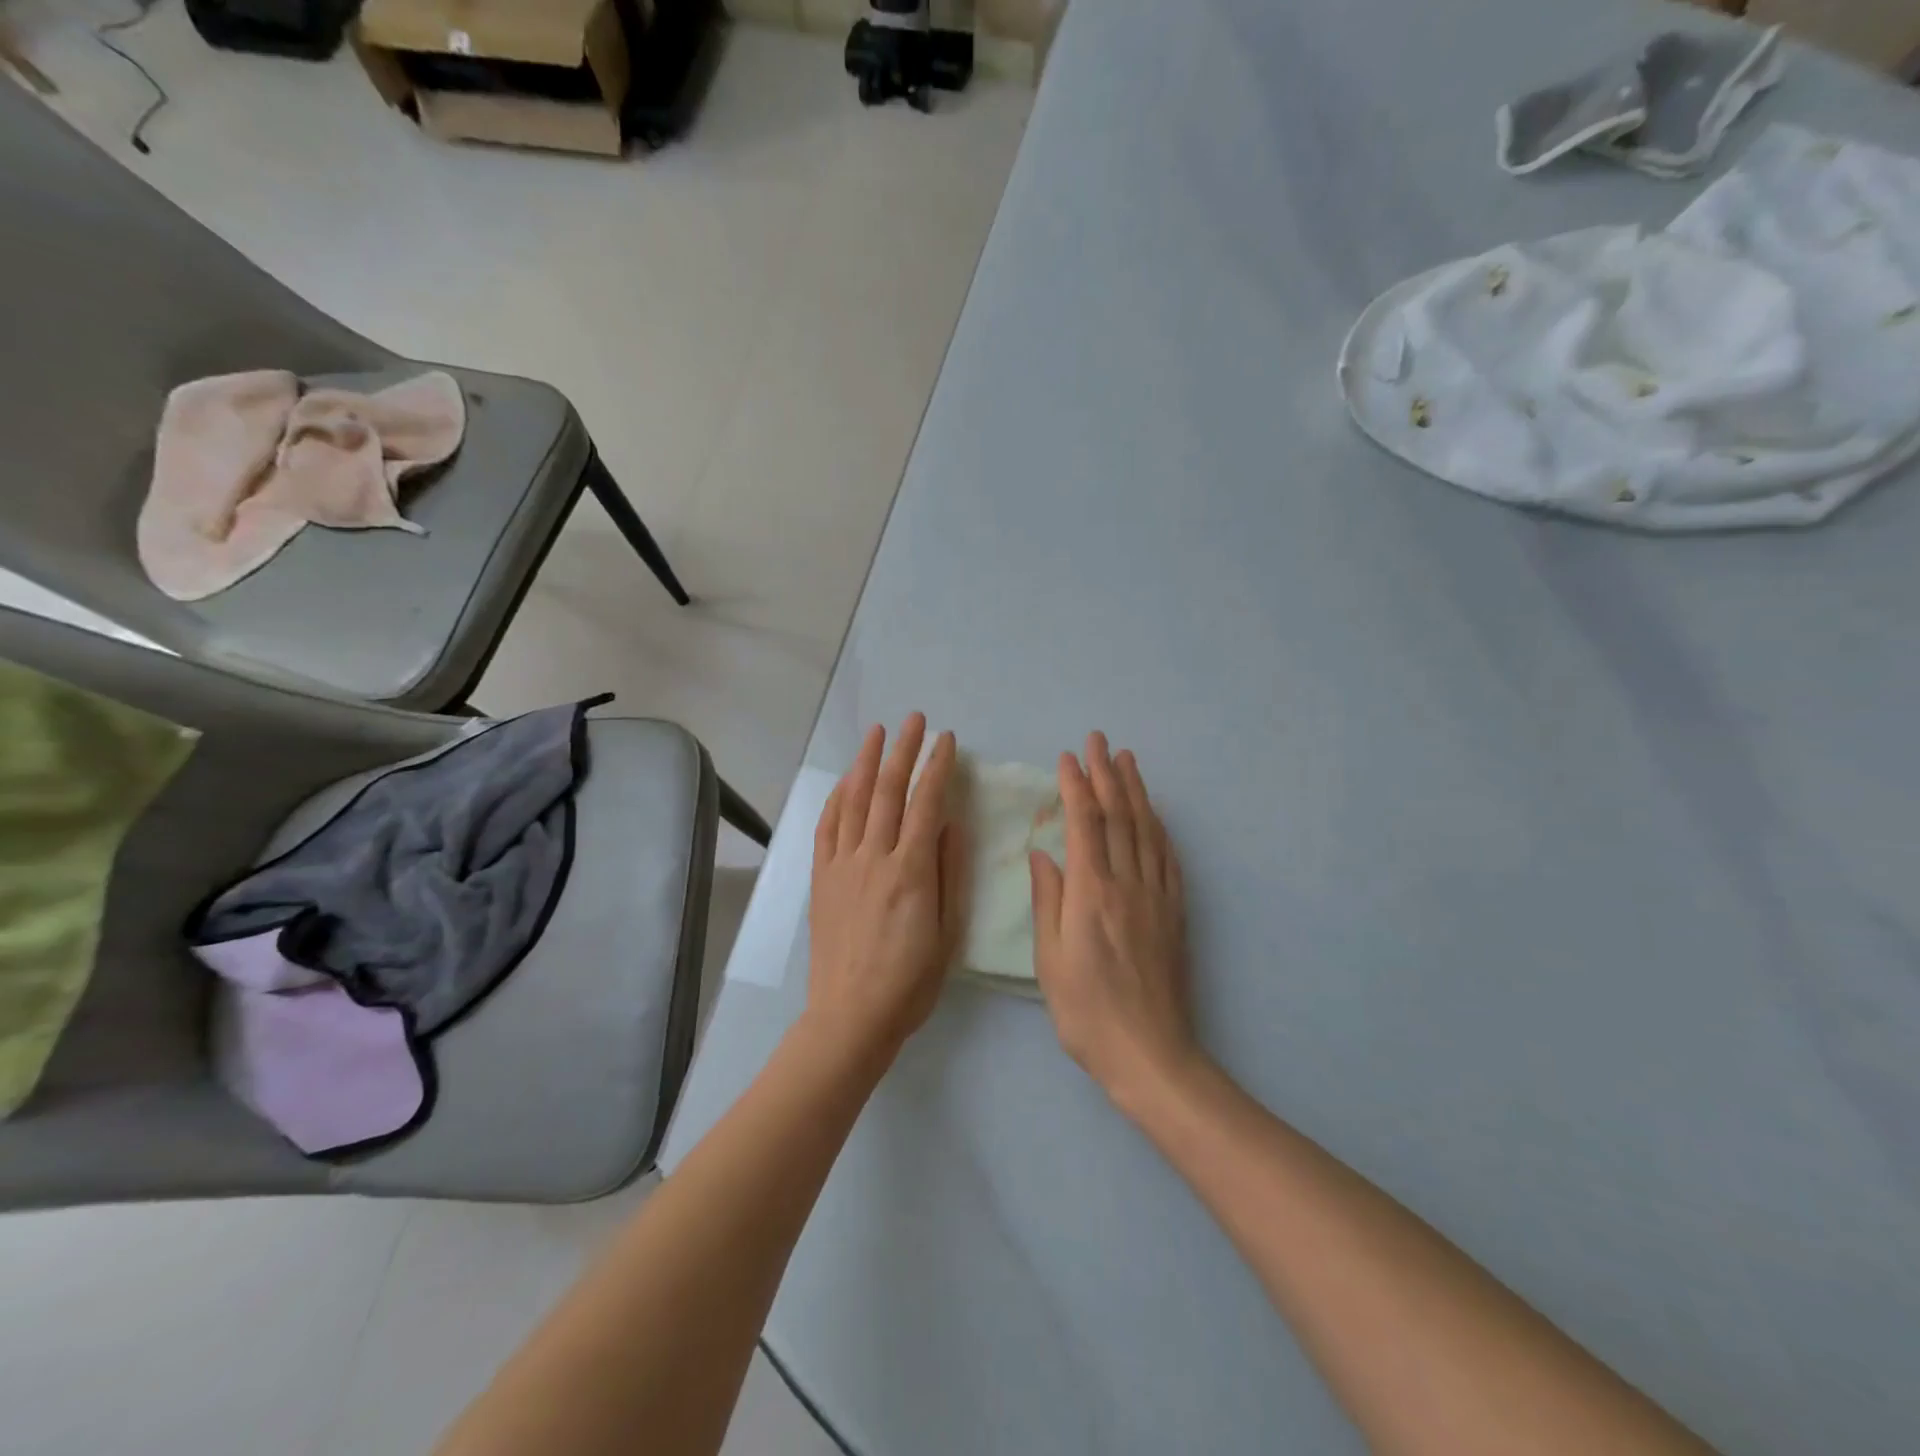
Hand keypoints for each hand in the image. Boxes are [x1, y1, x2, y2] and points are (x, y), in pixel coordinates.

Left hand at [807, 714, 963, 1058]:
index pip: (926, 804)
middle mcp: (873, 858)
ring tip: (878, 733)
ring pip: (854, 801)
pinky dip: (836, 799)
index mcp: (910, 871)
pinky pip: (826, 828)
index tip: (948, 741)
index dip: (937, 767)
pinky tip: (844, 782)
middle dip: (904, 750)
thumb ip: (949, 873)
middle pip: (888, 791)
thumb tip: (952, 823)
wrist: (851, 1016)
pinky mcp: (821, 878)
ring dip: (866, 762)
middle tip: (915, 720)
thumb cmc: (910, 981)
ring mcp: (842, 865)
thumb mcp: (947, 932)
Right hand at [1030, 733, 1199, 1109]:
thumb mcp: (1050, 961)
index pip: (1084, 825)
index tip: (1068, 758)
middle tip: (1099, 741)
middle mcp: (1127, 885)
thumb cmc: (1087, 1012)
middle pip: (1118, 817)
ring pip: (1146, 831)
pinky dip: (1159, 828)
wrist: (1151, 1054)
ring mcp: (1156, 897)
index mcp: (1091, 894)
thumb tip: (1043, 854)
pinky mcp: (1175, 913)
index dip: (1076, 787)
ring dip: (1136, 792)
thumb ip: (1048, 902)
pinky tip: (1155, 815)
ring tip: (1128, 761)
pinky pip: (1168, 859)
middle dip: (1107, 775)